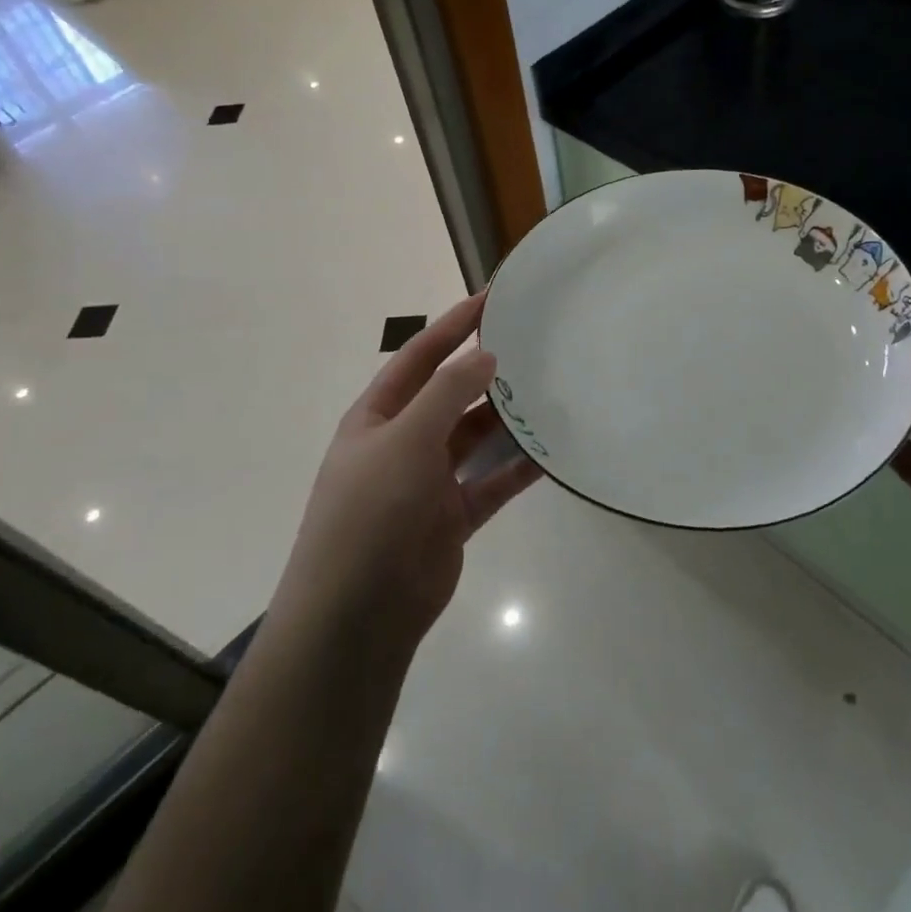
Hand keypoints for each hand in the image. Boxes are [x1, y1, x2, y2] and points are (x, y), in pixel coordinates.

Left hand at [270, 293, 540, 651]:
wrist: (358, 614)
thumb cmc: (371, 512)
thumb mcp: (405, 440)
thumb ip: (447, 394)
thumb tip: (485, 356)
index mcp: (378, 416)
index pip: (420, 357)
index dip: (454, 326)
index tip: (492, 298)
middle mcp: (402, 442)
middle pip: (450, 395)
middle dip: (486, 371)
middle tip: (534, 344)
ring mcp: (428, 481)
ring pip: (475, 438)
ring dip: (506, 418)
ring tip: (550, 392)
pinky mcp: (452, 516)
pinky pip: (491, 483)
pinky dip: (518, 468)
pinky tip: (552, 452)